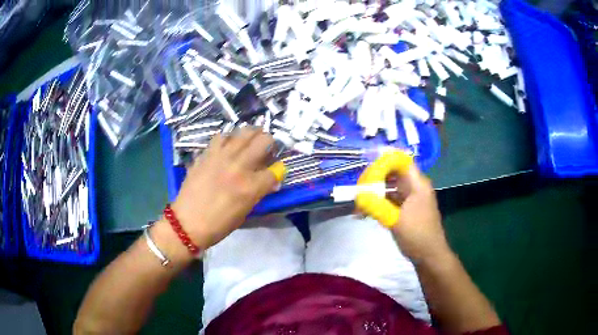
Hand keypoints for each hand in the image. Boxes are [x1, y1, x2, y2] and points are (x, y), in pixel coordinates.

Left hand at [170, 128, 285, 248]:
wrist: (187, 223)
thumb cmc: (219, 224)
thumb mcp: (245, 213)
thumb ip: (258, 193)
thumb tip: (270, 181)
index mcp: (251, 187)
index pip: (275, 170)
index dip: (278, 171)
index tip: (274, 172)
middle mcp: (239, 167)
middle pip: (264, 141)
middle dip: (270, 142)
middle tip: (266, 147)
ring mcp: (222, 157)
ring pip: (244, 132)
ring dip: (252, 134)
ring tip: (250, 139)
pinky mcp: (207, 154)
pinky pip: (221, 137)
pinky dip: (228, 138)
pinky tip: (228, 144)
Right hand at [355, 152, 450, 262]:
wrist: (429, 255)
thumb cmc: (416, 235)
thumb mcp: (395, 220)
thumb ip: (376, 205)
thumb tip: (358, 195)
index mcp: (417, 184)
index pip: (401, 161)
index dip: (384, 159)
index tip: (366, 165)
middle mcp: (415, 187)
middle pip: (393, 173)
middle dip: (375, 177)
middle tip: (359, 187)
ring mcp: (411, 198)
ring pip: (390, 187)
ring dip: (375, 192)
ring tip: (359, 202)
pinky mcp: (406, 208)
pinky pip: (391, 199)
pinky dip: (379, 203)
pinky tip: (365, 212)